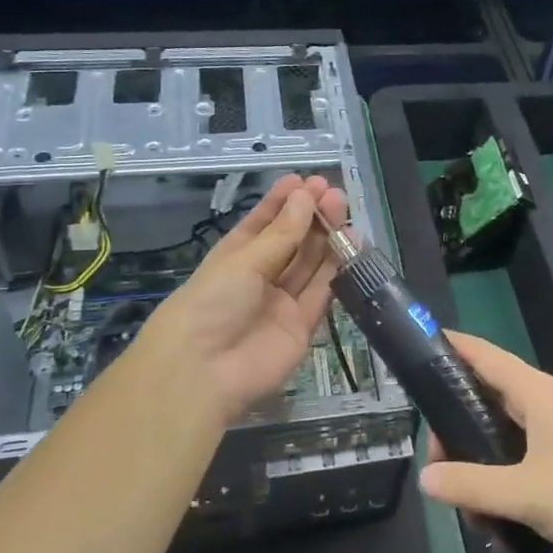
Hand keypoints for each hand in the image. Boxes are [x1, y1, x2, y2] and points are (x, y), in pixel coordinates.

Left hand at [127, 174, 347, 423]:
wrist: (203, 372)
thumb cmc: (211, 303)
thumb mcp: (244, 262)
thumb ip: (282, 233)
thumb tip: (305, 196)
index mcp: (235, 257)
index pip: (263, 224)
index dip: (283, 202)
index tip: (305, 180)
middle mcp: (260, 277)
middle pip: (291, 242)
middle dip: (310, 216)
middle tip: (332, 192)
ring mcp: (281, 302)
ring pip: (309, 264)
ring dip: (326, 237)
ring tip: (342, 209)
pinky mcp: (302, 326)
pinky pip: (321, 293)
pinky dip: (336, 269)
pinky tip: (349, 244)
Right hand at [418, 332, 552, 552]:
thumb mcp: (524, 492)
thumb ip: (472, 485)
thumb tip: (426, 478)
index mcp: (536, 393)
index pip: (484, 355)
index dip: (452, 347)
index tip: (420, 344)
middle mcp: (547, 403)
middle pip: (487, 402)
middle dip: (458, 436)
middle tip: (442, 471)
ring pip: (504, 439)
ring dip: (485, 473)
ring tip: (478, 516)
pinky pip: (524, 462)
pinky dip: (508, 486)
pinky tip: (505, 527)